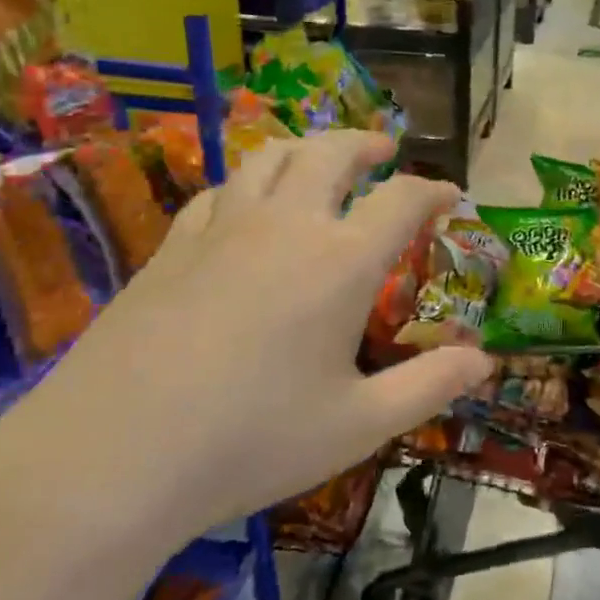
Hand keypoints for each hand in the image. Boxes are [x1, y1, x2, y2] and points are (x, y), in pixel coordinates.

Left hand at [65, 131, 491, 521]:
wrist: (114, 454)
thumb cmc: (253, 440)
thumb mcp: (359, 424)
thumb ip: (429, 385)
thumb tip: (485, 360)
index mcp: (340, 262)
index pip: (401, 200)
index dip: (433, 190)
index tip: (450, 196)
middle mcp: (284, 226)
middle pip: (330, 153)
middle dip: (366, 144)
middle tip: (386, 151)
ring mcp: (220, 230)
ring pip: (267, 157)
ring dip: (305, 148)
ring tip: (319, 159)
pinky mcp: (170, 248)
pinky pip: (218, 193)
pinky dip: (247, 185)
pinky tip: (244, 208)